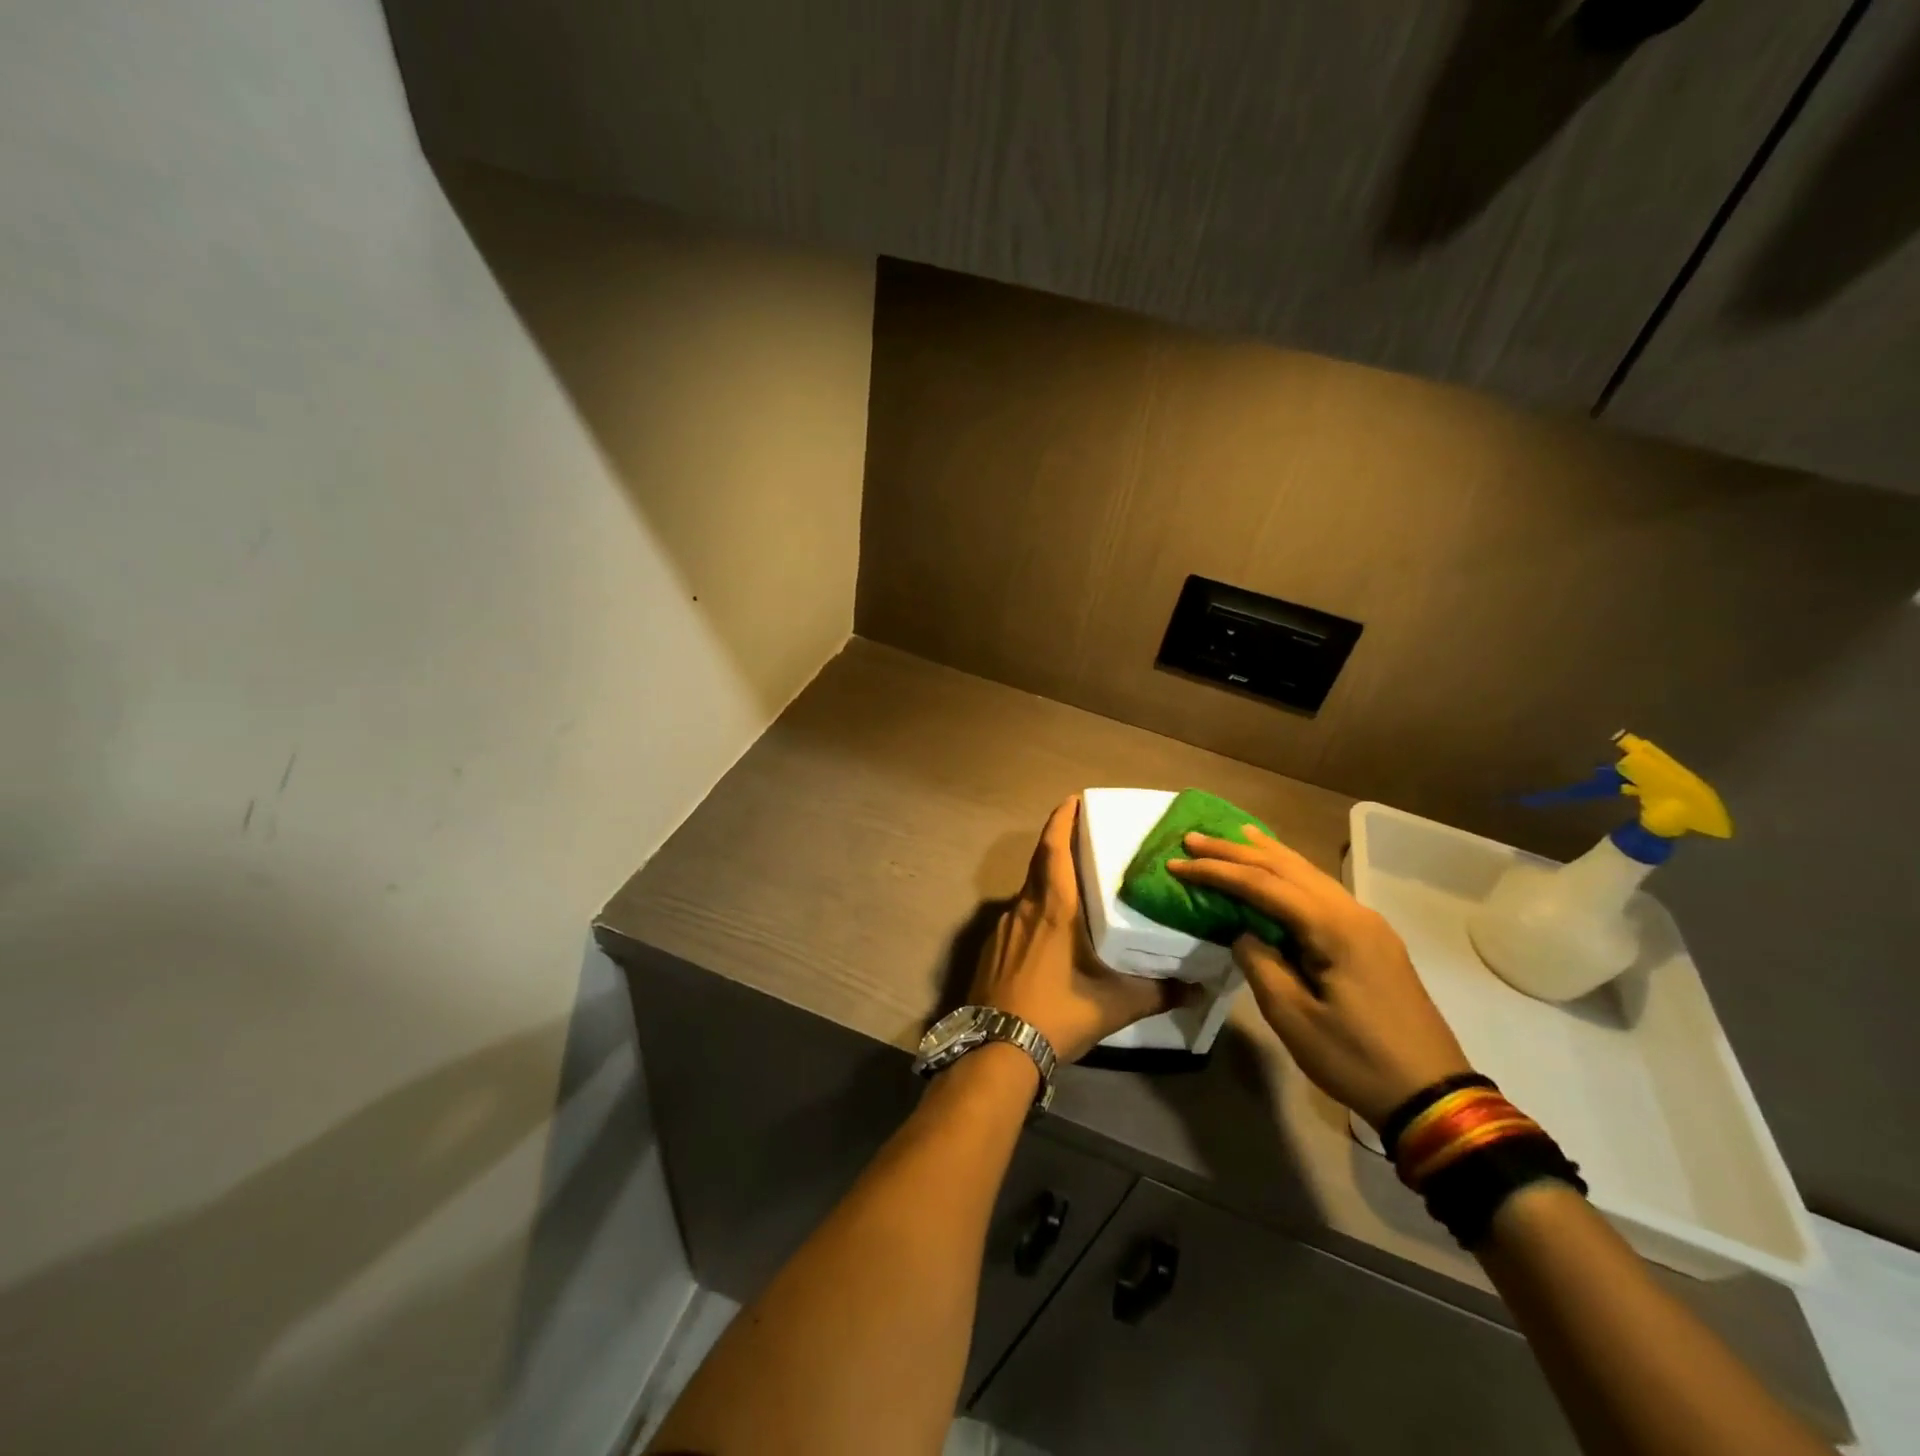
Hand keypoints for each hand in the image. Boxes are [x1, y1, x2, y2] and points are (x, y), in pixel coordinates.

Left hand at [970, 797, 1193, 1063]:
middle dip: (1059, 844)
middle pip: (1040, 863)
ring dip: (1048, 882)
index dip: (1062, 820)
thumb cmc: (1057, 1013)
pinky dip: (1034, 913)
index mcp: (1054, 908)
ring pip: (1028, 892)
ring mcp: (1003, 928)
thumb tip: (1197, 988)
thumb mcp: (1115, 1005)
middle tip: (1084, 839)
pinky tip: (1049, 936)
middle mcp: (1025, 908)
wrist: (998, 1047)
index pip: (1054, 848)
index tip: (1073, 800)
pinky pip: (1017, 918)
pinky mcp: (991, 948)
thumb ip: (1158, 993)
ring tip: (1074, 891)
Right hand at [1168, 826, 1470, 1128]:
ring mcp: (1366, 923)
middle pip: (1287, 867)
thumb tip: (1243, 933)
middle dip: (1236, 852)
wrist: (1431, 1094)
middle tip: (1194, 840)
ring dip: (1265, 855)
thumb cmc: (1356, 1058)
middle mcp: (1353, 912)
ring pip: (1308, 873)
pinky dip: (1290, 873)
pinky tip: (1278, 867)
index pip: (1264, 885)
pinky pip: (1321, 891)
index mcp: (1334, 928)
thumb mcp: (1293, 1017)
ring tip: (1233, 836)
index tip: (1178, 863)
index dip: (1217, 872)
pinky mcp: (1371, 939)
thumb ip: (1260, 963)